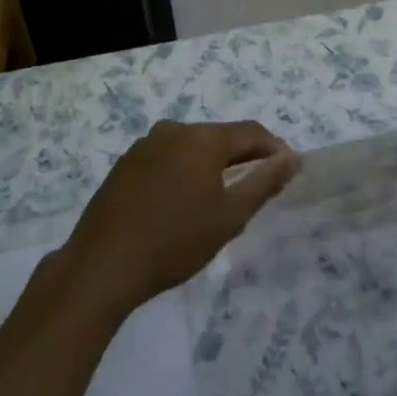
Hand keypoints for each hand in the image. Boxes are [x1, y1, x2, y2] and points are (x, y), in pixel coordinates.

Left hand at [61, 120, 299, 314]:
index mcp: (202, 138)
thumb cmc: (175, 241)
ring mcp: (144, 145)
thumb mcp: (229, 216)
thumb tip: (292, 158)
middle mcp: (173, 130)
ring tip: (218, 202)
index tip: (287, 172)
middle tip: (254, 192)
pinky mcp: (125, 163)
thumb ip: (264, 182)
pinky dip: (182, 173)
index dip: (274, 149)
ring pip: (191, 148)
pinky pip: (166, 159)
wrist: (104, 264)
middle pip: (219, 137)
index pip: (251, 132)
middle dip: (242, 158)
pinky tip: (180, 204)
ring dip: (210, 166)